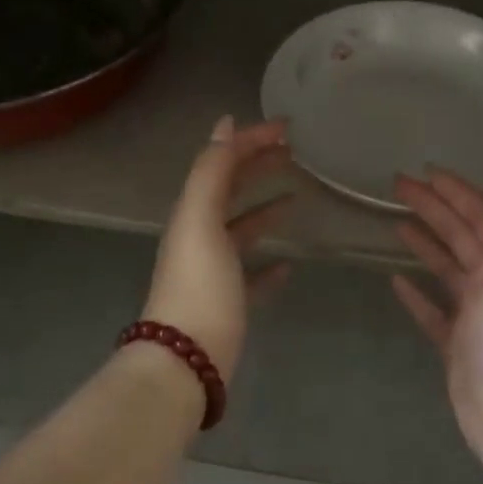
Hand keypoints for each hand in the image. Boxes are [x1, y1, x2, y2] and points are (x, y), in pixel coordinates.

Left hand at [141, 116, 293, 380]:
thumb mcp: (201, 220)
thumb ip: (211, 172)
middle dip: (258, 167)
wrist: (186, 360)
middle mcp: (200, 236)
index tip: (288, 127)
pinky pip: (252, 276)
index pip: (222, 163)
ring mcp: (215, 272)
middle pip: (231, 191)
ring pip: (242, 230)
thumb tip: (224, 124)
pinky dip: (269, 265)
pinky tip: (289, 264)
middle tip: (294, 152)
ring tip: (296, 197)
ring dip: (265, 209)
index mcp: (193, 213)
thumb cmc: (198, 285)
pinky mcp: (229, 303)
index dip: (251, 140)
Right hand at [391, 171, 482, 464]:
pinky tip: (396, 280)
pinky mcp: (457, 343)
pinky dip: (418, 294)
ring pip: (447, 268)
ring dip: (425, 242)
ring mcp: (476, 315)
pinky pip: (434, 310)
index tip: (428, 172)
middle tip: (397, 185)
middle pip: (461, 236)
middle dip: (433, 208)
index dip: (458, 193)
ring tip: (396, 221)